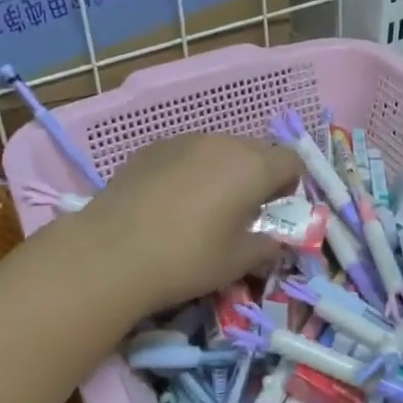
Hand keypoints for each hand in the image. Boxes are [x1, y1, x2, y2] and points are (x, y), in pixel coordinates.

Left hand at [61, 133, 301, 316]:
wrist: (110, 252)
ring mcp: (184, 140)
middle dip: (257, 177)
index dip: (290, 186)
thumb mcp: (239, 262)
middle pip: (257, 151)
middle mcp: (223, 142)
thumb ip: (268, 245)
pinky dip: (190, 171)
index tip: (272, 213)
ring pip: (219, 150)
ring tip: (202, 209)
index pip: (292, 161)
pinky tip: (169, 203)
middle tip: (241, 214)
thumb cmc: (188, 258)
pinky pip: (187, 154)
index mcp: (254, 166)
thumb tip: (276, 240)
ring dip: (223, 172)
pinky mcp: (152, 148)